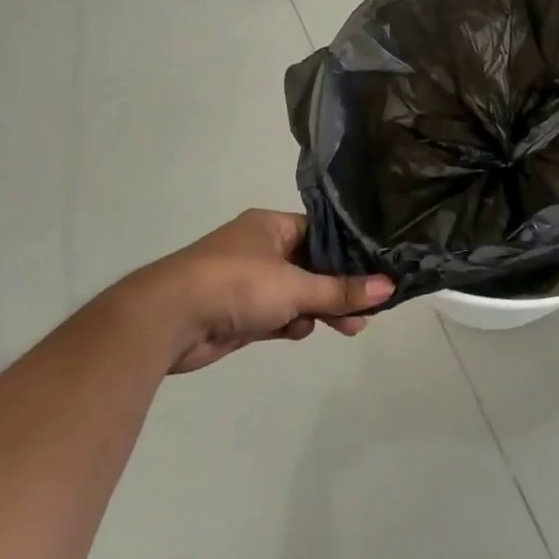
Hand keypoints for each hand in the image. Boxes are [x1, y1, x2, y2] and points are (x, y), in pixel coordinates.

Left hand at [134, 208, 393, 373]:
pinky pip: (276, 315)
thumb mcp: (296, 286)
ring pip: (296, 294)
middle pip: (312, 266)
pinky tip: (301, 333)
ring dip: (319, 309)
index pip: (321, 232)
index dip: (349, 251)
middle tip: (369, 310)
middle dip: (338, 289)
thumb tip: (390, 287)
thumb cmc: (237, 284)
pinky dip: (291, 324)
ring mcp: (247, 282)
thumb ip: (342, 290)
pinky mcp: (238, 314)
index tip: (377, 269)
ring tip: (350, 327)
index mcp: (271, 226)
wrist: (168, 320)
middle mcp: (260, 248)